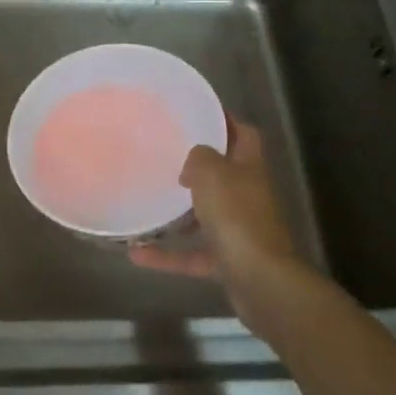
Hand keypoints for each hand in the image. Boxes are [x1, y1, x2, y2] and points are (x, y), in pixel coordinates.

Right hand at [128, 120, 313, 332]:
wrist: (260, 281)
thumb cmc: (236, 216)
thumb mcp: (212, 173)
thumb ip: (199, 157)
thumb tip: (194, 161)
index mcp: (250, 168)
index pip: (244, 135)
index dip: (226, 121)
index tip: (198, 113)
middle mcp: (248, 196)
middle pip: (225, 175)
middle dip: (198, 168)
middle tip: (164, 156)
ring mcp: (240, 231)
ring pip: (207, 216)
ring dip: (179, 213)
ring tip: (148, 203)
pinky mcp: (228, 263)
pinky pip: (192, 254)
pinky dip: (167, 255)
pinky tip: (135, 253)